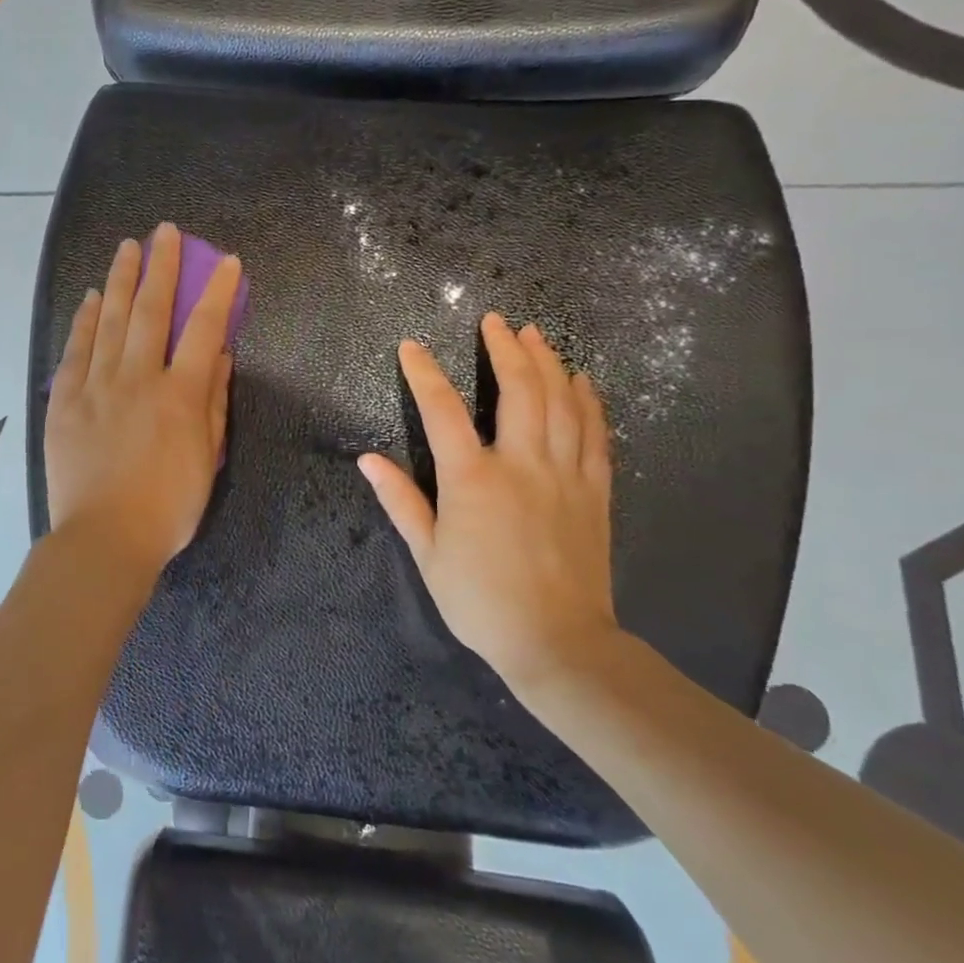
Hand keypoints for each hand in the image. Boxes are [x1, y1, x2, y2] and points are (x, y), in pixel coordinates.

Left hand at [46, 222, 240, 578]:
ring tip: (127, 248)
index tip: (226, 262)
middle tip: (163, 232)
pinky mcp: (65, 400)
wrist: (104, 538)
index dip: (217, 291)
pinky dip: (84, 320)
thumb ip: (213, 403)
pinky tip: (92, 297)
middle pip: (151, 310)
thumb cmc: (168, 507)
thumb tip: (219, 356)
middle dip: (161, 266)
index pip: (204, 329)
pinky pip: (75, 350)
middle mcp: (138, 378)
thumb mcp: (207, 459)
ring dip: (121, 280)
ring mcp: (97, 385)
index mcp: (180, 394)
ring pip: (110, 320)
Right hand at [358, 313, 617, 691]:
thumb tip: (367, 460)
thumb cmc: (480, 601)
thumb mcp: (428, 554)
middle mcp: (521, 464)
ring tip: (536, 334)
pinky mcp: (594, 491)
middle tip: (496, 321)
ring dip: (548, 362)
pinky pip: (596, 434)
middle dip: (505, 348)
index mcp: (472, 479)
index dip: (423, 373)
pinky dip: (589, 401)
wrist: (557, 642)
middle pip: (519, 390)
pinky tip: (582, 381)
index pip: (443, 410)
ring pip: (561, 402)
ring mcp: (564, 475)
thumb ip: (400, 500)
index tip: (411, 347)